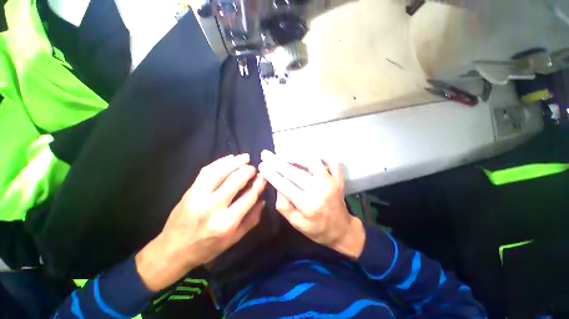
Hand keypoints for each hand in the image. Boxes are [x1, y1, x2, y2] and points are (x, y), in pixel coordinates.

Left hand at [136, 154, 265, 290]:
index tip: (264, 176)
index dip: (259, 184)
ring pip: (220, 172)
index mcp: (227, 223)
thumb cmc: (207, 248)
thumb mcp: (234, 239)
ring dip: (235, 162)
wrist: (173, 250)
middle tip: (254, 168)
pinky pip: (206, 171)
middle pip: (235, 181)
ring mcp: (198, 197)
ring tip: (245, 157)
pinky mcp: (190, 191)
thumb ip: (251, 219)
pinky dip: (220, 162)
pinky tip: (229, 158)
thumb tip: (262, 200)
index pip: (249, 196)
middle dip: (248, 171)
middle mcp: (213, 207)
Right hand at [258, 150, 364, 259]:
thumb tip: (277, 185)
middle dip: (278, 162)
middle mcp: (320, 191)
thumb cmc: (316, 229)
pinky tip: (311, 160)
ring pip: (313, 162)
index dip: (272, 174)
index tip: (262, 165)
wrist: (342, 230)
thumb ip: (284, 205)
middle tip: (266, 154)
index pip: (285, 186)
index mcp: (308, 206)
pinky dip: (321, 158)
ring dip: (297, 158)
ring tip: (285, 157)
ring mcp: (332, 183)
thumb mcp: (296, 223)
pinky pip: (332, 162)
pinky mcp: (339, 179)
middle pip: (296, 172)